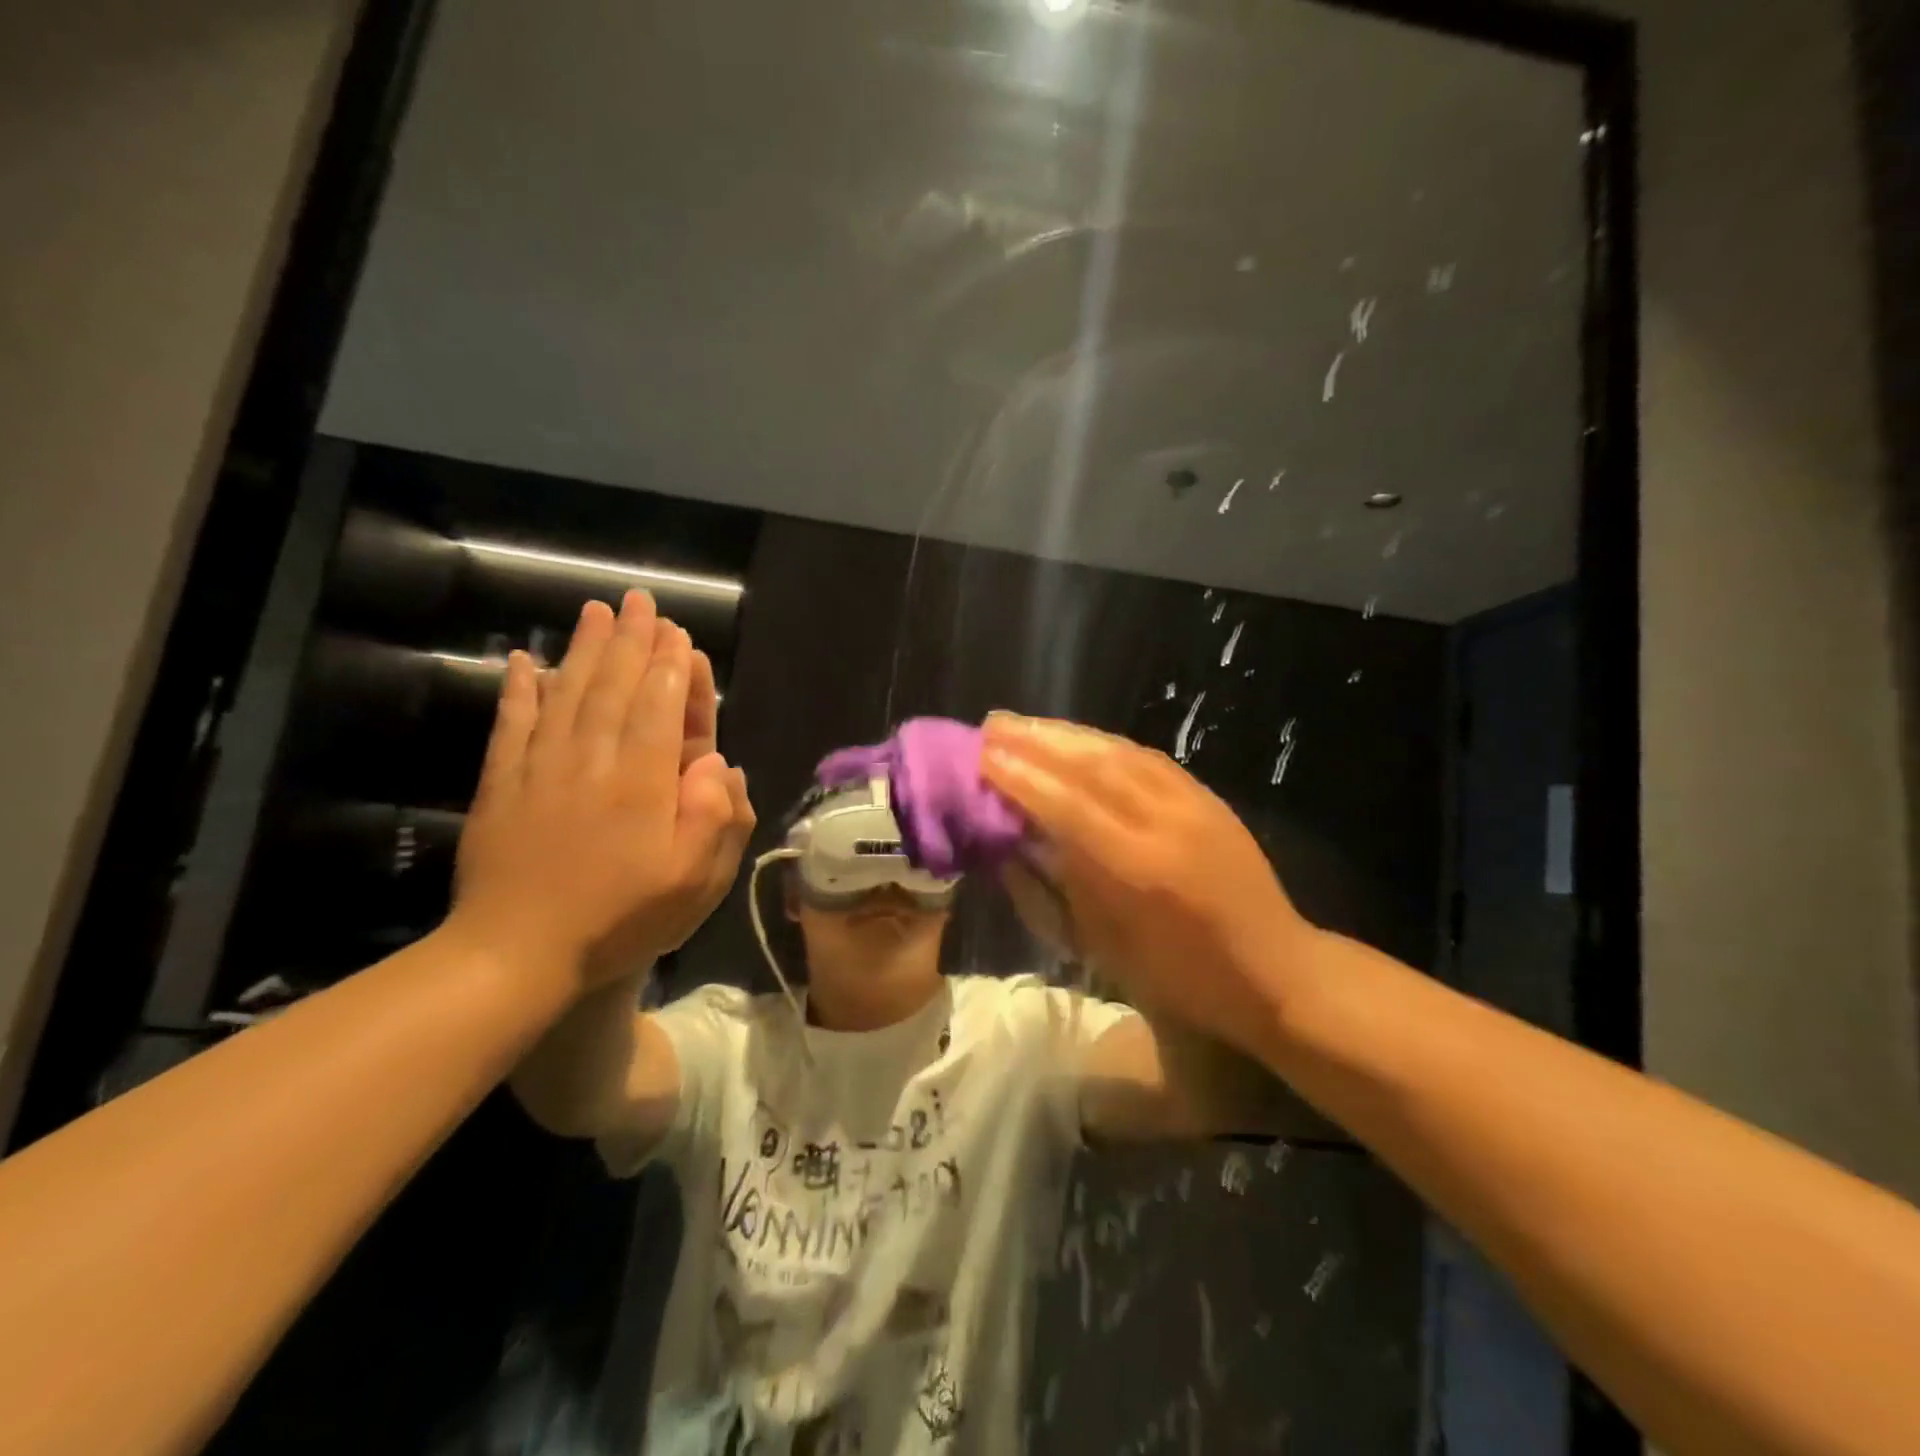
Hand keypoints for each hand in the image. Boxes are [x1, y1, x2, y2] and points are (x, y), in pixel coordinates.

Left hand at [449, 592, 755, 995]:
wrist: (517, 954)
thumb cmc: (620, 919)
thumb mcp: (694, 881)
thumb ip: (716, 817)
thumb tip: (718, 762)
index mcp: (642, 782)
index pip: (659, 708)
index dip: (670, 667)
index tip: (676, 633)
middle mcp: (593, 761)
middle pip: (614, 687)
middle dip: (630, 641)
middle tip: (639, 601)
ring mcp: (542, 769)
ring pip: (567, 694)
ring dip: (584, 649)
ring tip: (595, 611)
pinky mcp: (504, 785)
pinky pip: (512, 725)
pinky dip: (519, 690)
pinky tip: (524, 661)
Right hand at [980, 714, 1315, 1059]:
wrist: (1273, 970)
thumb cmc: (1180, 977)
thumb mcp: (1104, 948)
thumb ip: (1052, 892)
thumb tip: (1010, 846)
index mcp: (1138, 870)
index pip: (1068, 807)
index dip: (1022, 778)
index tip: (982, 756)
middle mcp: (1165, 823)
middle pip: (1093, 766)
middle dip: (1037, 741)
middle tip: (992, 725)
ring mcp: (1192, 803)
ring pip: (1120, 752)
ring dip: (1067, 733)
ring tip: (1023, 723)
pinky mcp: (1206, 796)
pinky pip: (1147, 757)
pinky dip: (1104, 743)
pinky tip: (1078, 738)